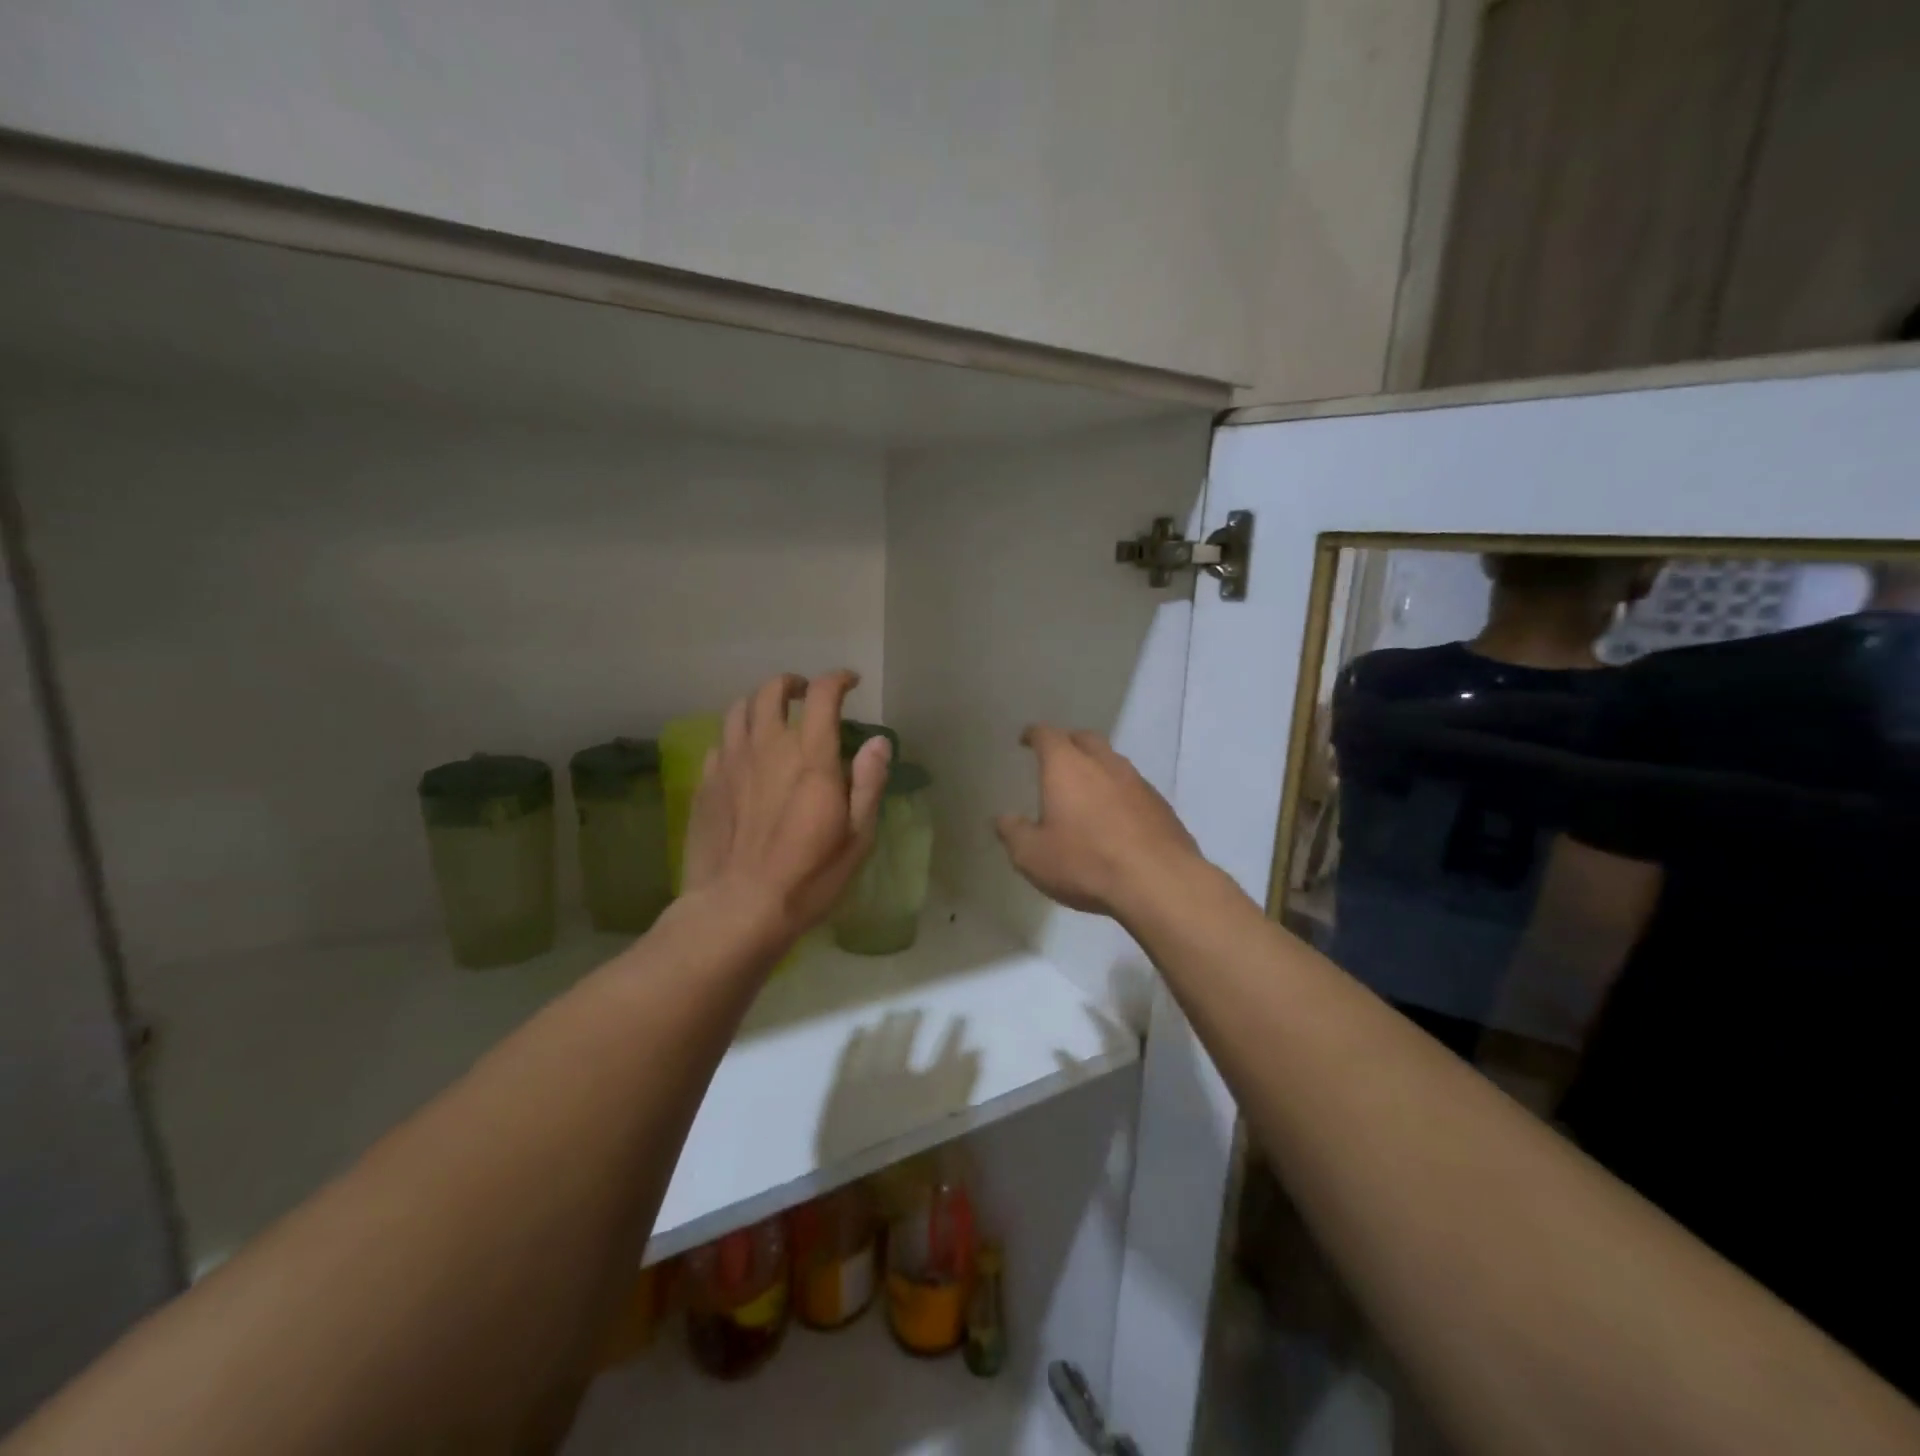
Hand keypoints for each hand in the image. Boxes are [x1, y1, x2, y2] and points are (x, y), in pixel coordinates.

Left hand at [682, 670, 891, 949]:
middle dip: (793, 683)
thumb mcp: (857, 836)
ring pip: (739, 709)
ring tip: (772, 716)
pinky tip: (744, 755)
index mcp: (810, 756)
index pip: (822, 695)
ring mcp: (731, 763)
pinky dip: (736, 737)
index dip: (838, 680)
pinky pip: (719, 742)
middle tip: (806, 693)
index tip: (850, 682)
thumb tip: (878, 742)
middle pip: (772, 691)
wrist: (738, 908)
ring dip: (759, 703)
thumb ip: (868, 782)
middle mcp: (767, 747)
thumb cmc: (809, 876)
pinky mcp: (706, 783)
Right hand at [994, 725, 1201, 918]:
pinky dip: (1119, 792)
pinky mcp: (1161, 804)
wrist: (1158, 882)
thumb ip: (1013, 833)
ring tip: (1085, 788)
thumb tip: (1004, 819)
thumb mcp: (1033, 856)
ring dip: (1097, 767)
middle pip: (1084, 739)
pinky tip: (1115, 817)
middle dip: (1068, 742)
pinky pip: (1133, 787)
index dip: (1034, 734)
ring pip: (1112, 761)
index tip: (1026, 739)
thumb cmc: (1086, 862)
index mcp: (1067, 767)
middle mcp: (1104, 764)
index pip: (1048, 735)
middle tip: (1056, 758)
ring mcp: (1137, 782)